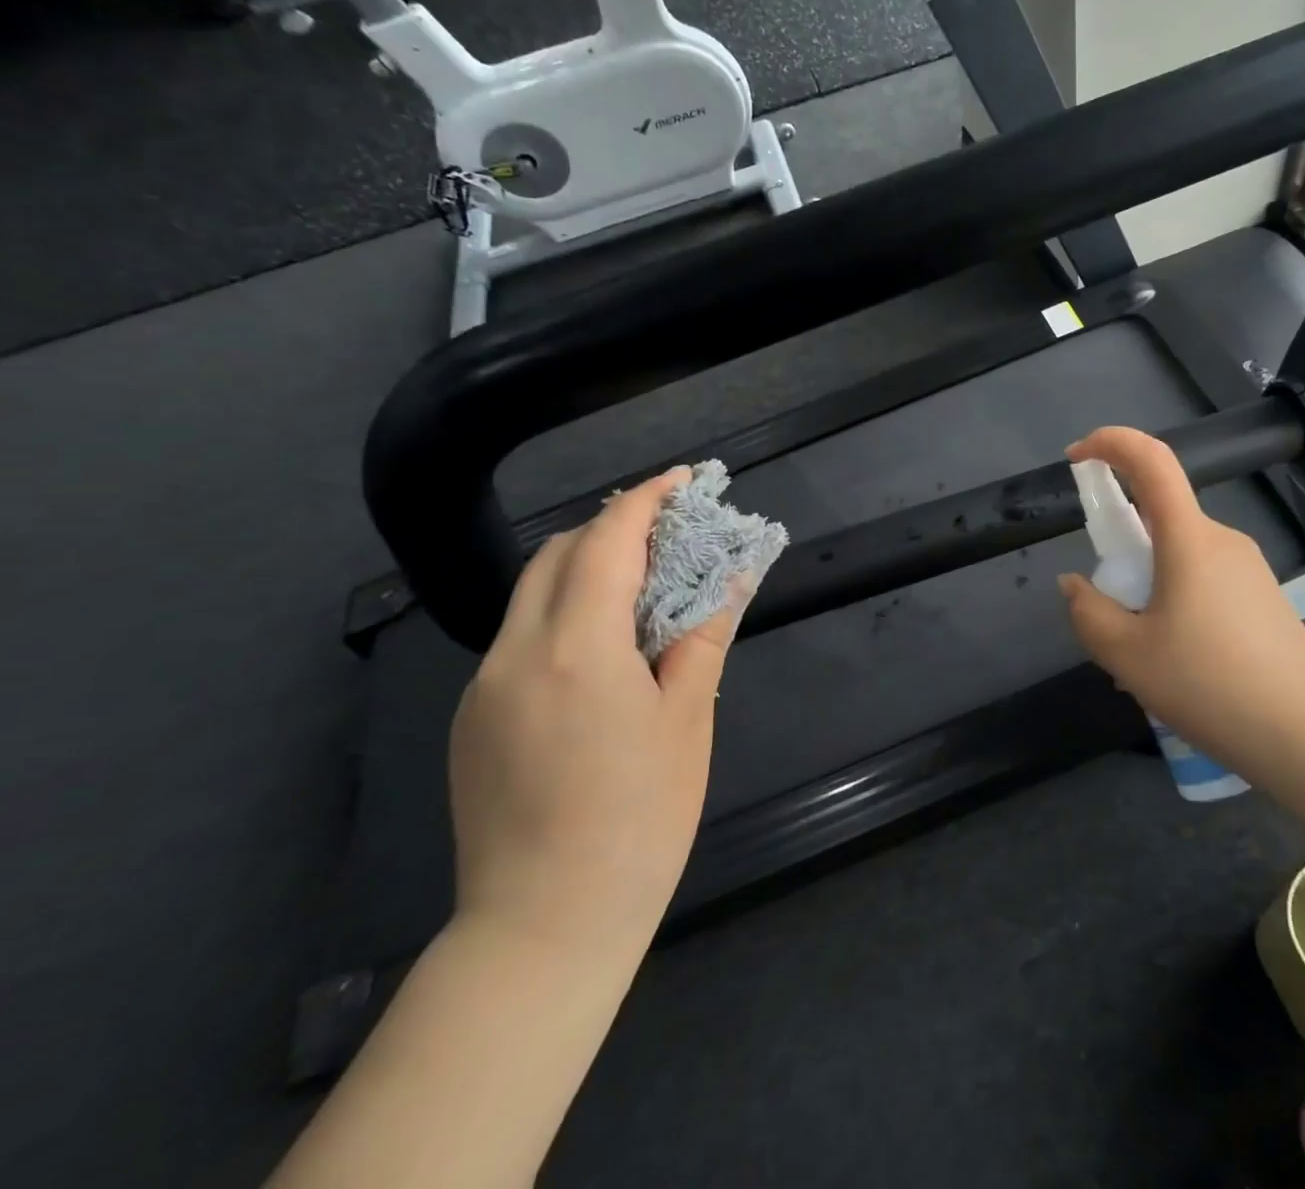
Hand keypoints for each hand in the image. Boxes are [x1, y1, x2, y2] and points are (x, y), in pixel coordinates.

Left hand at [449, 467, 743, 965]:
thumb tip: (729, 580)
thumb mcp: (688, 720)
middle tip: (666, 538)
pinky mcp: (471, 720)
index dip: (644, 500)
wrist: (544, 927)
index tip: (680, 480)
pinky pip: (518, 640)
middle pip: (556, 555)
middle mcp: (515, 654)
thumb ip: (702, 637)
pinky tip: (599, 657)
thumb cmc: (640, 819)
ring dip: (583, 571)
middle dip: (610, 528)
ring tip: (639, 591)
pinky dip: (561, 617)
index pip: (606, 541)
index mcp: (576, 648)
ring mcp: (482, 687)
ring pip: (531, 596)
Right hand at [1057, 427, 1304, 765]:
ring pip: (1178, 557)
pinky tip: (1176, 664)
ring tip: (1141, 657)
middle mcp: (1221, 540)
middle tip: (1107, 610)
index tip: (1076, 459)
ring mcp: (1248, 568)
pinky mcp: (1262, 596)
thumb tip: (1074, 585)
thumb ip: (1087, 612)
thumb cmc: (1211, 686)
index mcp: (1189, 539)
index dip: (1110, 443)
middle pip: (1158, 518)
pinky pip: (1202, 581)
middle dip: (1121, 548)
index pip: (1151, 460)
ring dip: (1147, 587)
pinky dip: (1173, 603)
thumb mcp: (1127, 656)